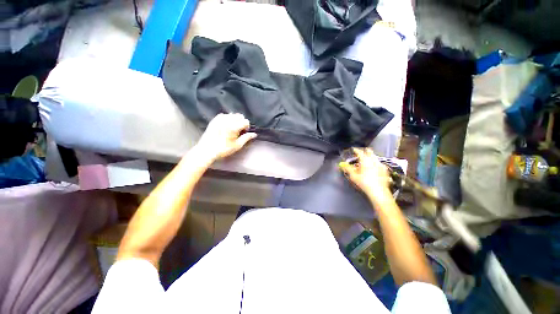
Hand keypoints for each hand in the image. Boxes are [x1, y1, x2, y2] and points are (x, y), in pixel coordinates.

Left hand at [195, 113, 256, 161]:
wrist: (207, 150)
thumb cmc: (223, 149)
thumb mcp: (237, 145)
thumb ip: (246, 138)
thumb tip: (254, 134)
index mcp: (233, 127)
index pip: (245, 121)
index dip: (247, 127)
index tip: (244, 132)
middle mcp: (227, 121)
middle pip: (239, 116)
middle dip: (241, 122)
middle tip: (239, 130)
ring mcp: (220, 119)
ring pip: (232, 114)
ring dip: (235, 120)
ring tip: (233, 128)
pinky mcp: (214, 120)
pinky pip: (224, 115)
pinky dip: (227, 118)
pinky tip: (226, 125)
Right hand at [339, 148, 391, 201]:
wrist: (379, 191)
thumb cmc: (364, 182)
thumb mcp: (353, 176)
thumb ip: (347, 168)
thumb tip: (342, 164)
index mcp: (365, 160)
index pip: (360, 152)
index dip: (356, 150)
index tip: (353, 149)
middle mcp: (374, 160)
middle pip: (370, 152)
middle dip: (365, 151)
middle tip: (360, 153)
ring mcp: (381, 165)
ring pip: (375, 157)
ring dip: (370, 157)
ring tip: (366, 161)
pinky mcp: (385, 170)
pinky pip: (379, 163)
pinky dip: (375, 163)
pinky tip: (373, 168)